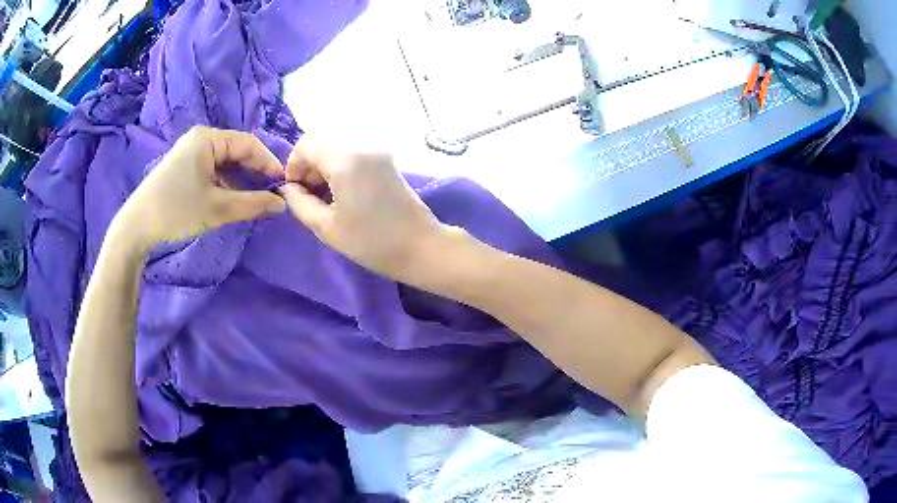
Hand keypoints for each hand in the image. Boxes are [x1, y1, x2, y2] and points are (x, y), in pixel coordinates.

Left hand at [114, 127, 286, 251]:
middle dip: (254, 171)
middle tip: (270, 193)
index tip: (282, 184)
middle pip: (236, 151)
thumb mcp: (218, 207)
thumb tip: (281, 203)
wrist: (136, 226)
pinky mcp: (182, 168)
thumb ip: (253, 204)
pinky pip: (211, 170)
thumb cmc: (177, 210)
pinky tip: (230, 198)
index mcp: (208, 139)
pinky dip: (224, 183)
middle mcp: (200, 139)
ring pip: (224, 162)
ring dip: (240, 178)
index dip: (268, 162)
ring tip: (253, 198)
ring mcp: (189, 153)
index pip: (248, 143)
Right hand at [278, 134, 446, 281]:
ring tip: (324, 192)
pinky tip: (341, 188)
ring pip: (337, 140)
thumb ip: (299, 203)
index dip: (294, 165)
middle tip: (309, 190)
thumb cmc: (370, 241)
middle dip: (307, 159)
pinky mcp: (385, 157)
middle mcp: (362, 144)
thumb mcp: (326, 227)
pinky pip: (352, 148)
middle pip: (321, 136)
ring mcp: (377, 148)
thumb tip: (288, 188)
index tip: (295, 189)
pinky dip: (339, 161)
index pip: (307, 144)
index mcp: (345, 159)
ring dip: (323, 160)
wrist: (419, 246)